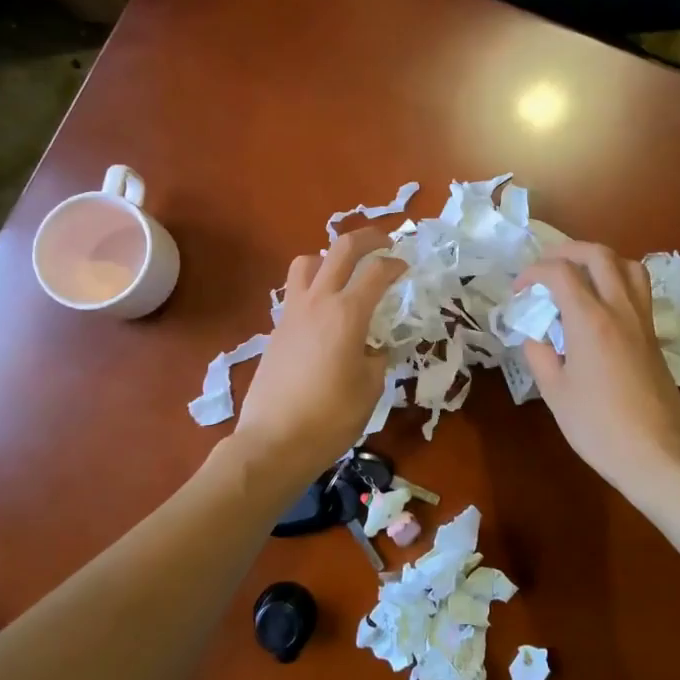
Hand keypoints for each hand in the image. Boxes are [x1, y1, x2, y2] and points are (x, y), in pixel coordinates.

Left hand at [234, 227, 405, 485]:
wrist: (274, 441)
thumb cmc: (330, 417)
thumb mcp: (370, 388)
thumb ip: (377, 358)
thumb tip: (374, 348)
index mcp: (347, 313)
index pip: (376, 271)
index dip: (395, 264)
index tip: (406, 268)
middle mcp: (318, 301)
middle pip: (341, 249)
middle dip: (367, 238)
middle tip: (384, 243)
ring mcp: (292, 312)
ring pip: (307, 261)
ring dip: (329, 257)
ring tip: (345, 273)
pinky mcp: (276, 328)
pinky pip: (295, 290)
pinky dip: (313, 286)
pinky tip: (325, 312)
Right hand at [516, 242, 679, 496]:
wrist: (657, 455)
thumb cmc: (598, 426)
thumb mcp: (554, 392)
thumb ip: (539, 354)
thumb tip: (534, 335)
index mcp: (590, 320)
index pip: (560, 272)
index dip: (533, 272)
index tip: (519, 290)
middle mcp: (620, 310)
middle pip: (599, 255)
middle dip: (567, 251)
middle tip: (545, 267)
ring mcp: (642, 321)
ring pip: (628, 265)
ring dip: (599, 260)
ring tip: (577, 276)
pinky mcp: (654, 336)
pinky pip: (638, 290)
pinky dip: (615, 281)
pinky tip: (598, 306)